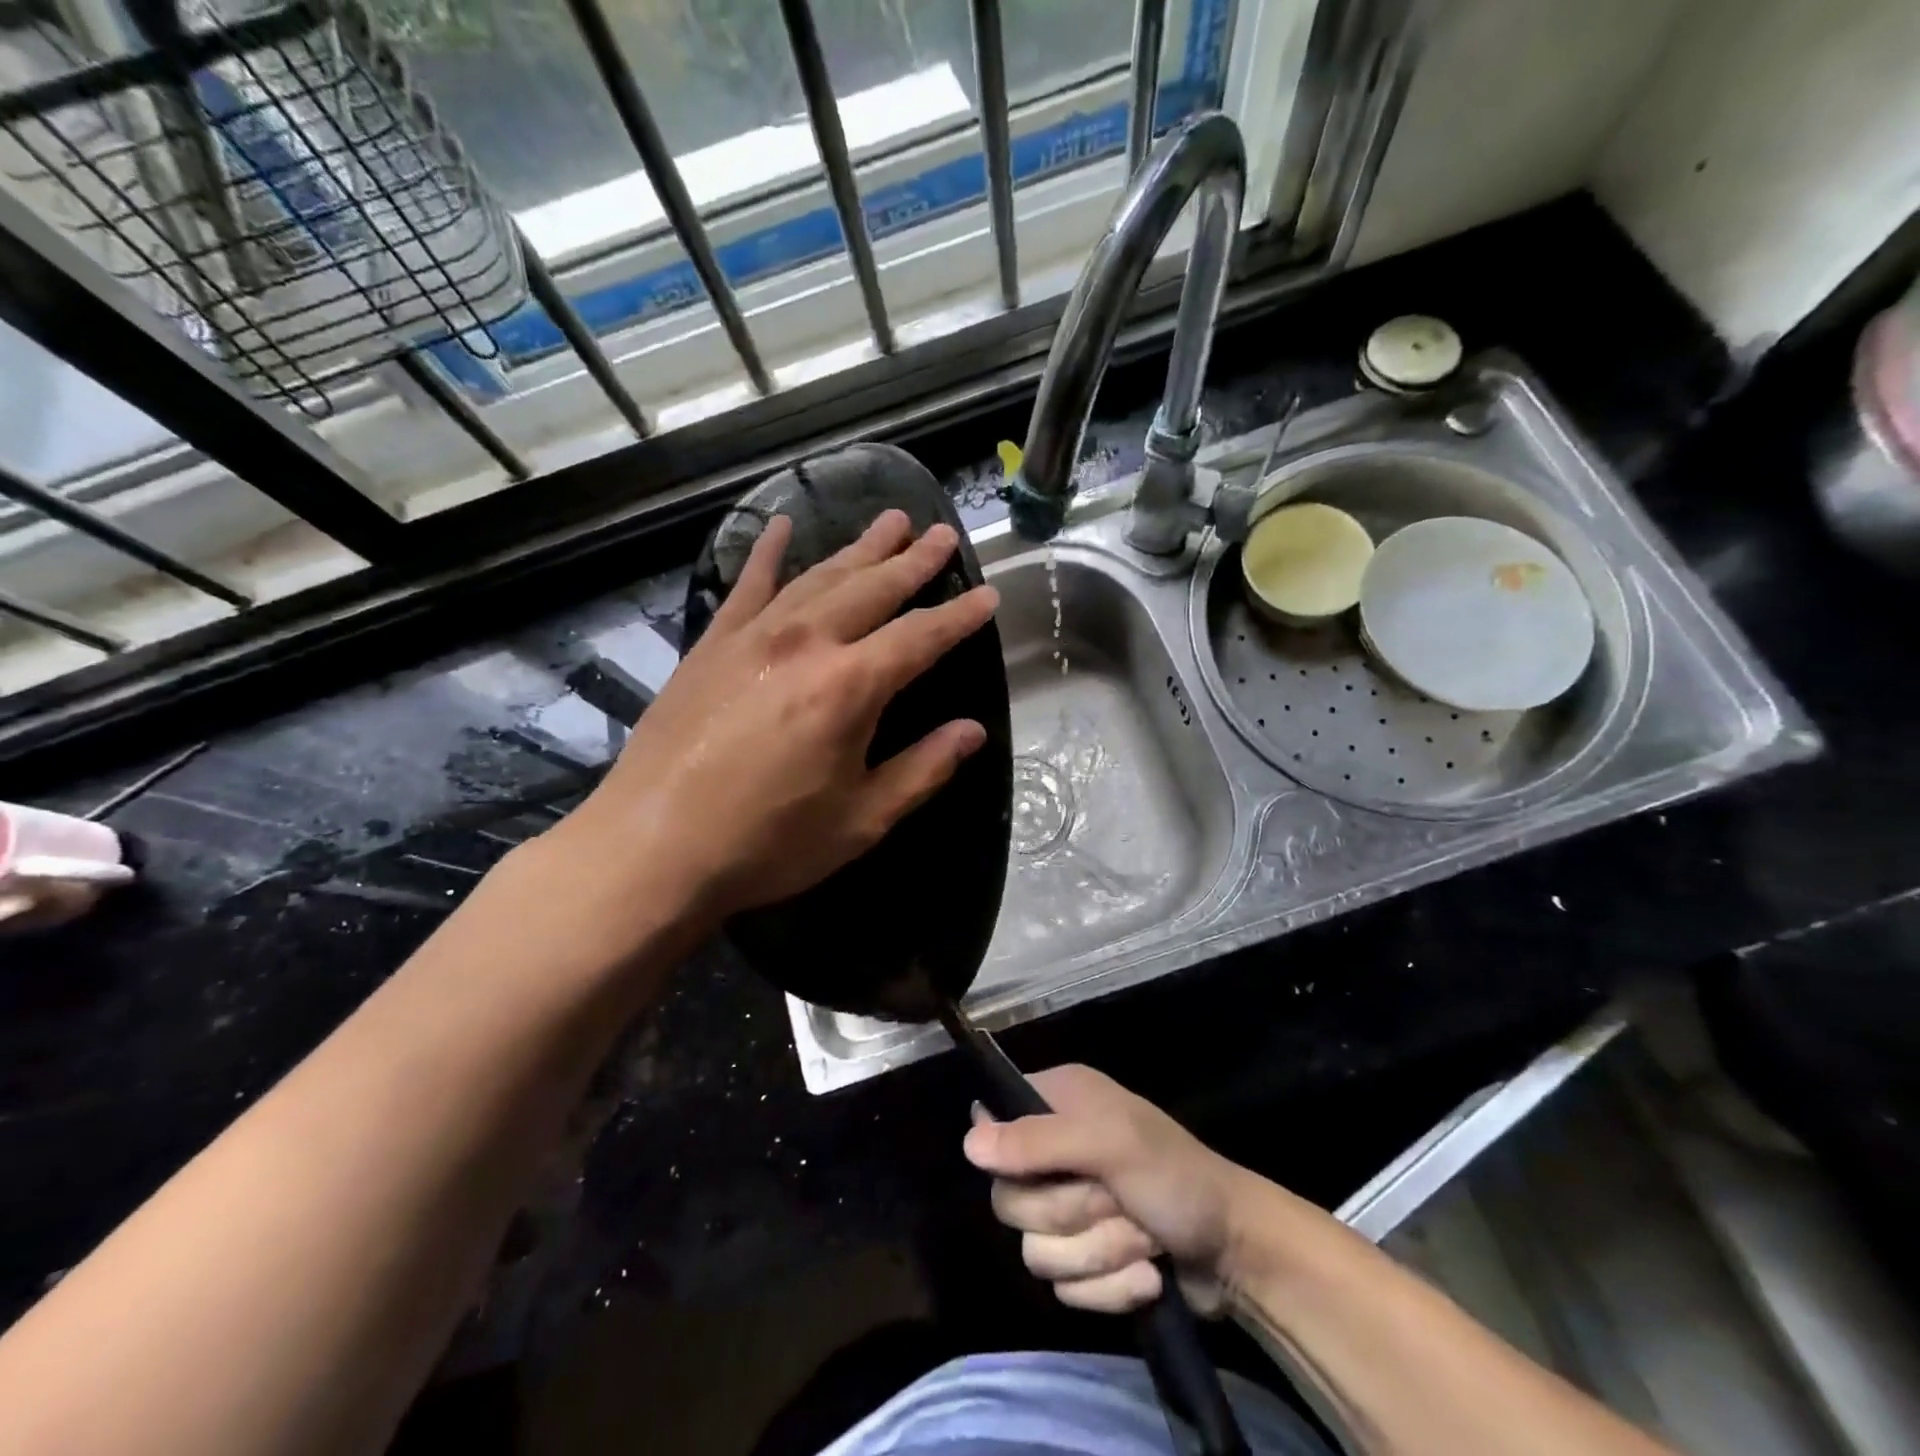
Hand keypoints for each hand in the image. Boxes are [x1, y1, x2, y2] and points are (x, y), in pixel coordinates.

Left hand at [556, 509, 997, 928]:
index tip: (987, 595)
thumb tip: (972, 732)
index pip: (921, 636)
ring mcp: (753, 637)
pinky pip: (748, 586)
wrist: (652, 847)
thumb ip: (922, 770)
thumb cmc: (768, 842)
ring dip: (858, 549)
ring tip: (889, 521)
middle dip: (912, 561)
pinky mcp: (711, 645)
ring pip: (818, 577)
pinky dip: (767, 553)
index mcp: (850, 686)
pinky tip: (781, 526)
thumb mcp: (861, 819)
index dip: (959, 616)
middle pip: (872, 589)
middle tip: (941, 532)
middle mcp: (806, 643)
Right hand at [963, 1065, 1258, 1315]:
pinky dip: (1111, 1287)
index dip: (1010, 1157)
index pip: (992, 1126)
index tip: (1042, 1169)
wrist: (1236, 1248)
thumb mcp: (1110, 1144)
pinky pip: (1065, 1289)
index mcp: (1056, 1104)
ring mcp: (1068, 1210)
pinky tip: (1147, 1272)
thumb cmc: (1174, 1175)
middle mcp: (1054, 1151)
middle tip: (1114, 1200)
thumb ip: (1038, 1140)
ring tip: (1142, 1238)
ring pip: (1037, 1252)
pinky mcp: (1085, 1261)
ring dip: (1099, 1253)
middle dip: (1071, 1214)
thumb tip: (968, 1142)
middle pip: (1010, 1201)